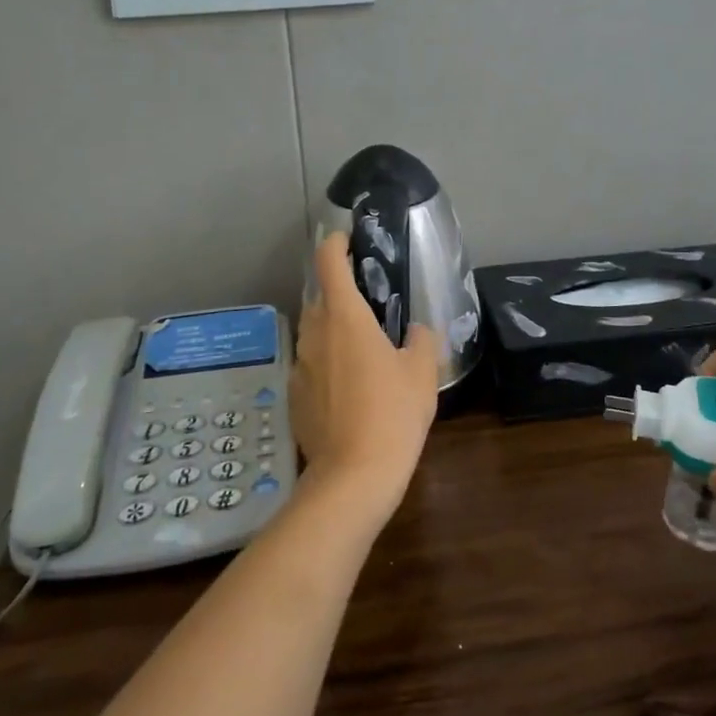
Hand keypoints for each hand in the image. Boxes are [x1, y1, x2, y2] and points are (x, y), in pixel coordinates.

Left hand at [289, 232, 441, 523]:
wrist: (354, 476)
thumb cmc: (393, 412)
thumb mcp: (422, 372)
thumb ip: (421, 340)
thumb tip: (415, 331)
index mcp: (344, 316)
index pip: (329, 262)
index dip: (336, 244)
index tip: (347, 239)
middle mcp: (314, 333)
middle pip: (320, 297)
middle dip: (340, 292)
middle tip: (370, 303)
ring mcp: (299, 366)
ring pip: (314, 332)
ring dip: (333, 329)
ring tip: (362, 347)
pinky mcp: (294, 396)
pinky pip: (310, 365)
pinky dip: (326, 363)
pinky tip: (349, 387)